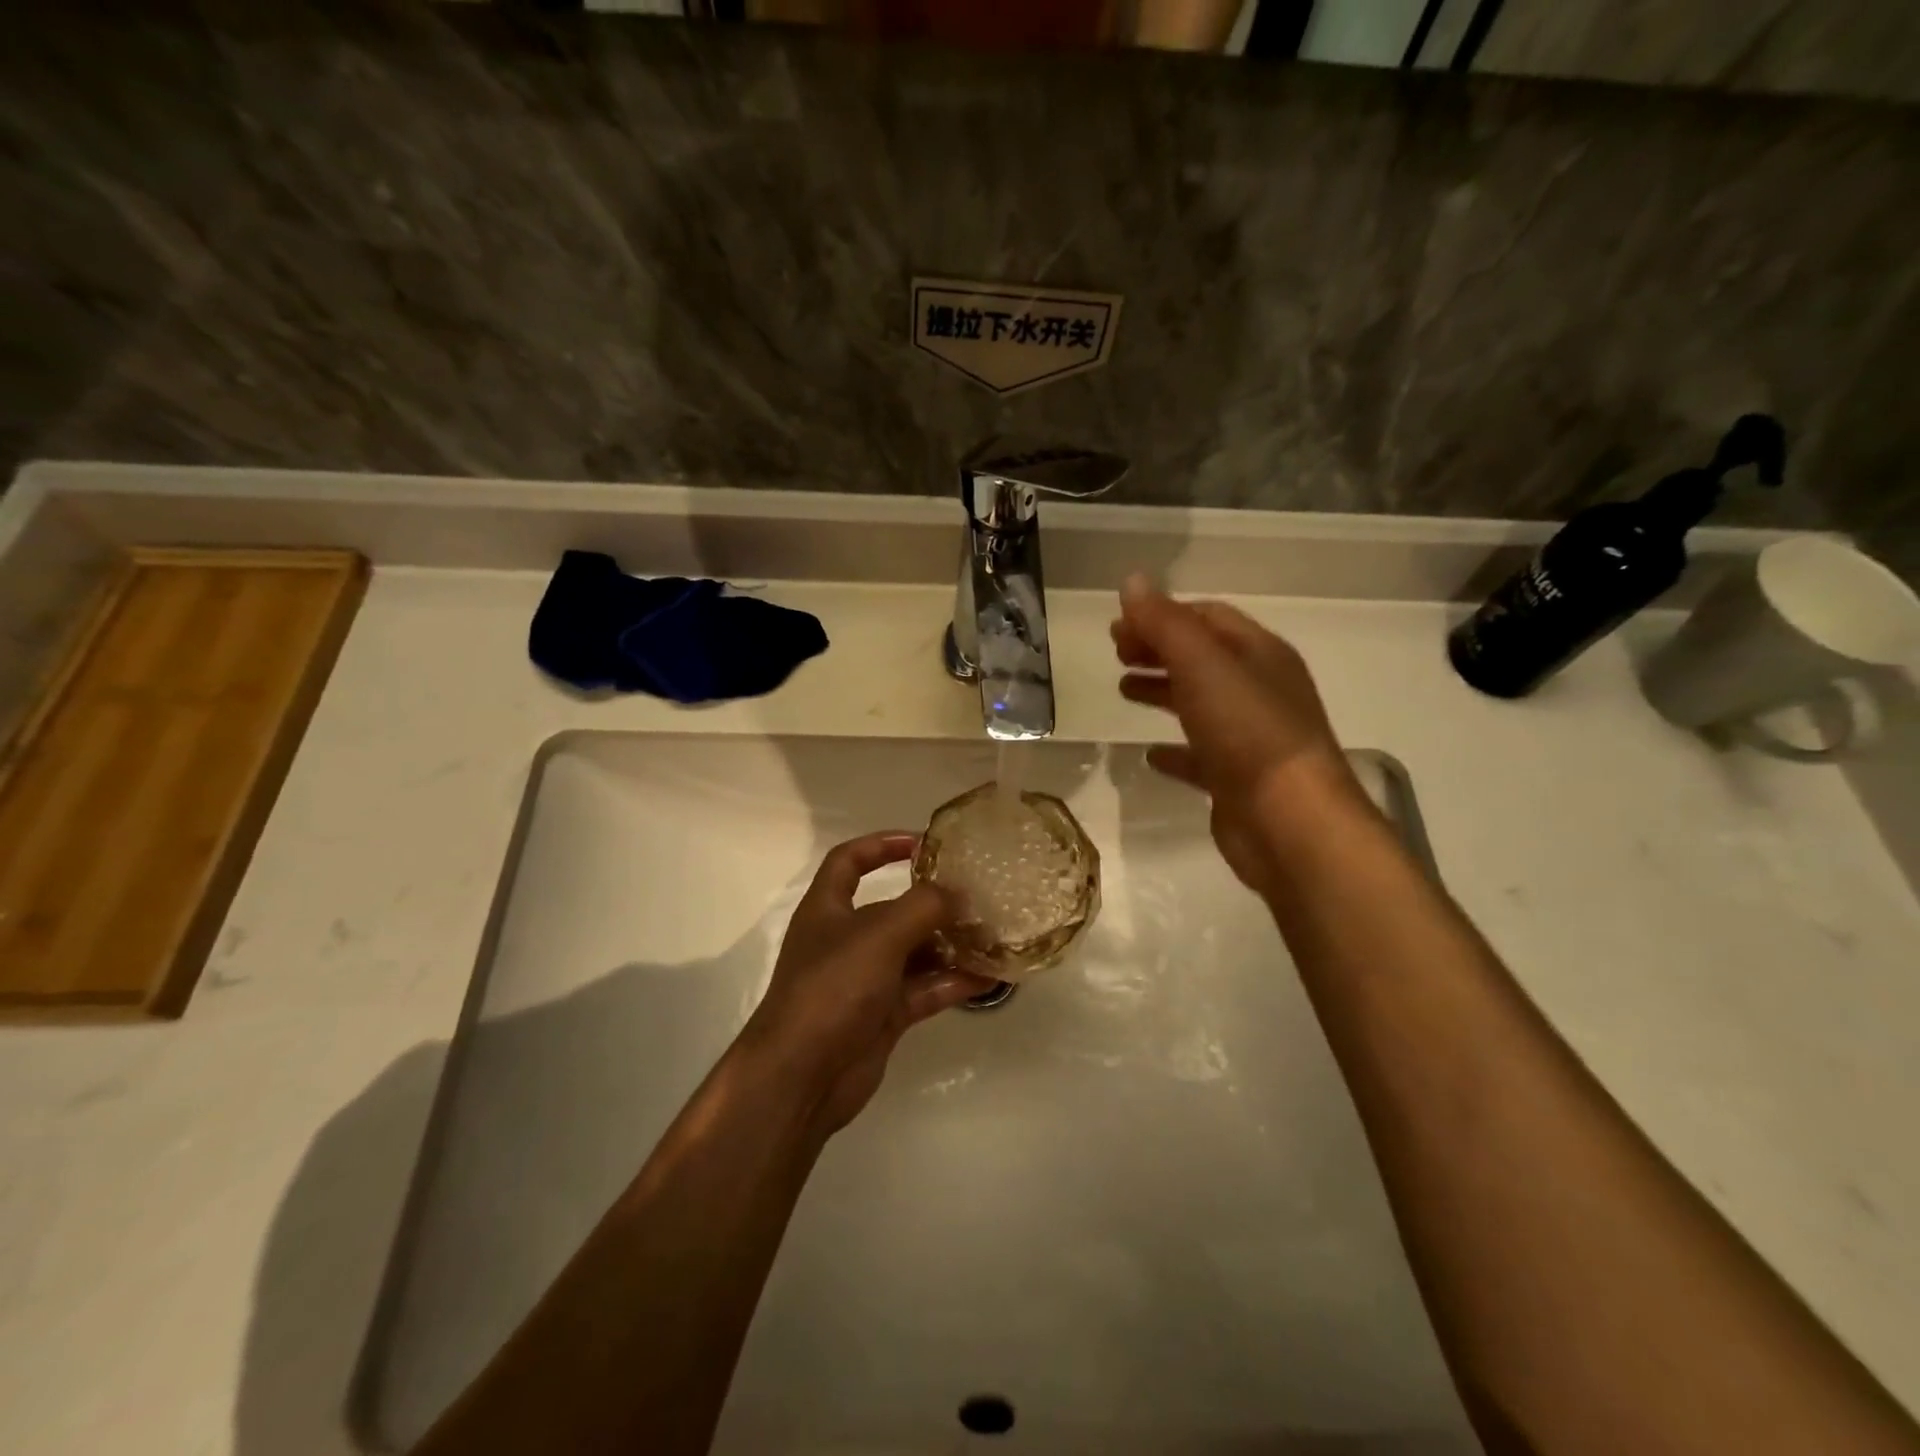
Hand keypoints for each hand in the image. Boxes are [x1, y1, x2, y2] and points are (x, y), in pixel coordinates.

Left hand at [743, 833, 997, 1134]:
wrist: (801, 1076)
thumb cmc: (833, 987)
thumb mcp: (880, 934)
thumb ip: (923, 907)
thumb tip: (958, 894)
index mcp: (828, 909)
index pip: (850, 861)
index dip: (881, 845)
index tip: (923, 843)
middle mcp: (846, 940)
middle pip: (893, 909)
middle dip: (933, 903)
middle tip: (978, 897)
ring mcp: (865, 980)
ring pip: (914, 953)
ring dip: (950, 944)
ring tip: (993, 936)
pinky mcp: (883, 1016)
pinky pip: (924, 990)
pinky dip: (953, 982)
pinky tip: (989, 977)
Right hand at [1112, 575, 1365, 894]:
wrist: (1290, 822)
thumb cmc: (1248, 733)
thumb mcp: (1202, 666)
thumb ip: (1165, 623)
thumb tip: (1132, 581)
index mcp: (1259, 654)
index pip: (1207, 618)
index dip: (1162, 616)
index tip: (1118, 627)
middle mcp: (1260, 690)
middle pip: (1203, 659)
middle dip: (1159, 650)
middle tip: (1116, 654)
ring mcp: (1251, 738)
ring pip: (1200, 704)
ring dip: (1162, 692)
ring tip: (1123, 691)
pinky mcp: (1238, 780)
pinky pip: (1200, 756)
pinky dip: (1174, 750)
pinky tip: (1150, 754)